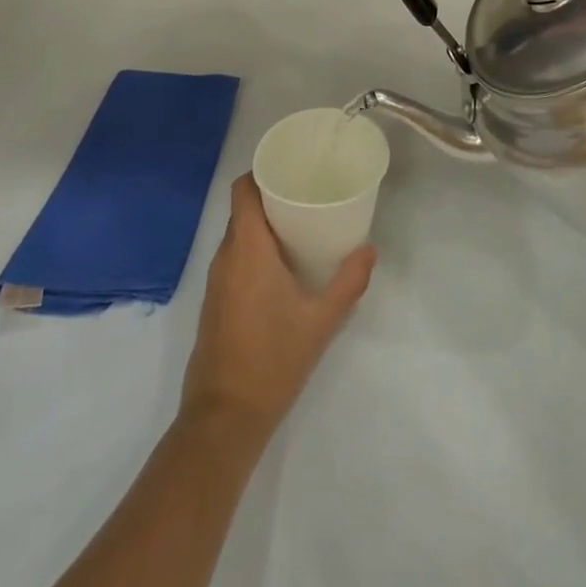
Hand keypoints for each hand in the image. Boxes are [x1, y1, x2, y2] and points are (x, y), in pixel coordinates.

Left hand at [181, 175, 375, 440]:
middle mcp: (225, 257)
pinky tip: (282, 264)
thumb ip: (348, 282)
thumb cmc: (273, 360)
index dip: (262, 171)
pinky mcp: (215, 302)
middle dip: (271, 196)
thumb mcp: (321, 320)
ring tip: (300, 224)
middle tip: (307, 193)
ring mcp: (216, 281)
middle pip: (242, 209)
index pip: (243, 190)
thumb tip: (370, 250)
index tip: (291, 168)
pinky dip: (254, 249)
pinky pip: (234, 258)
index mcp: (247, 249)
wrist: (224, 418)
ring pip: (237, 235)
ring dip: (263, 224)